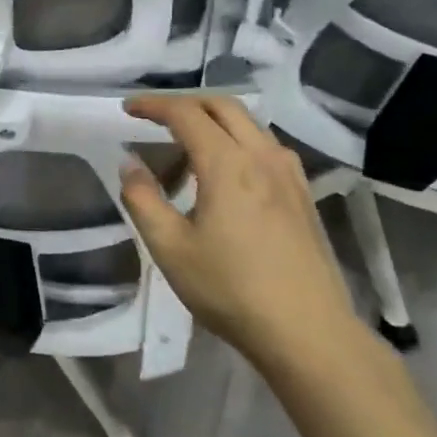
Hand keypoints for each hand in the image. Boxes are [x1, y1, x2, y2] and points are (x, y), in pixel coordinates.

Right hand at [120, 94, 362, 369]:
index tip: (128, 109)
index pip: (186, 114)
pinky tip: (227, 174)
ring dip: (213, 122)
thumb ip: (143, 199)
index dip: (153, 105)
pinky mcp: (303, 194)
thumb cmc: (231, 290)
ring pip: (249, 124)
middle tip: (155, 119)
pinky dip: (238, 141)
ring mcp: (289, 174)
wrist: (308, 332)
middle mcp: (262, 156)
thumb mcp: (170, 248)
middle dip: (185, 103)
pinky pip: (266, 146)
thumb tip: (129, 163)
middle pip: (223, 106)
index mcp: (227, 164)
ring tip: (186, 151)